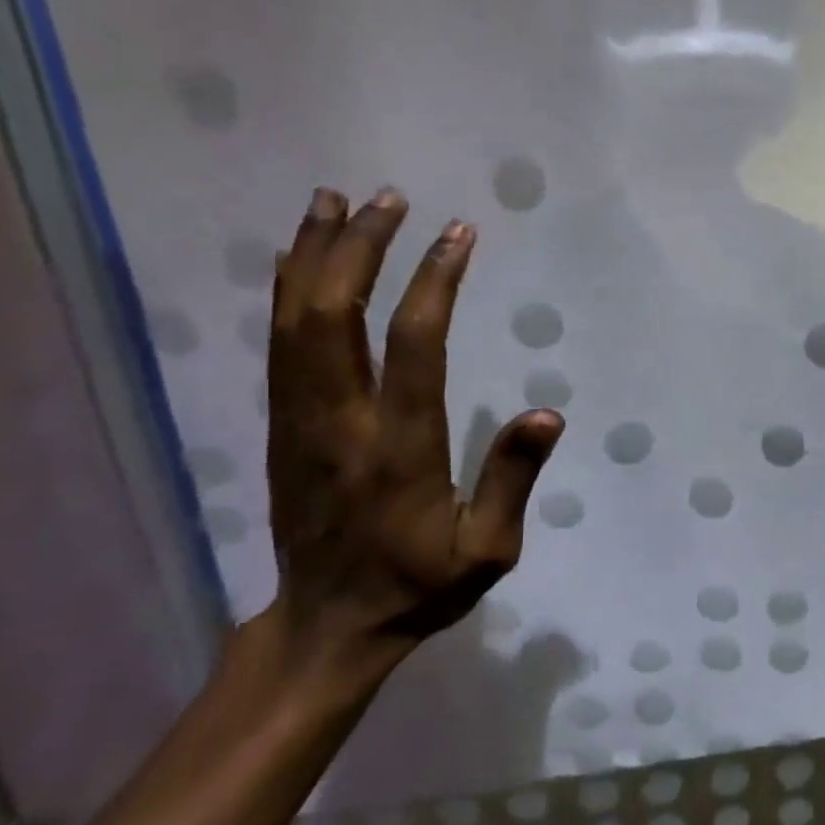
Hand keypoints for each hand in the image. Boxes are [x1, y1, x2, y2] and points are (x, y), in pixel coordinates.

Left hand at [260, 186, 562, 690]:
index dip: (434, 282)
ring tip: (334, 200)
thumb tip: (547, 413)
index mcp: (398, 449)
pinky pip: (278, 344)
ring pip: (294, 320)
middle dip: (360, 248)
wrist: (328, 625)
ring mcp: (300, 422)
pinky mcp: (282, 427)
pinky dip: (285, 291)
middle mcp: (339, 423)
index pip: (414, 345)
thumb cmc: (419, 586)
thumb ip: (512, 479)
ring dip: (314, 255)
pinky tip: (296, 258)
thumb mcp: (487, 551)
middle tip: (389, 199)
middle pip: (335, 314)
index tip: (457, 235)